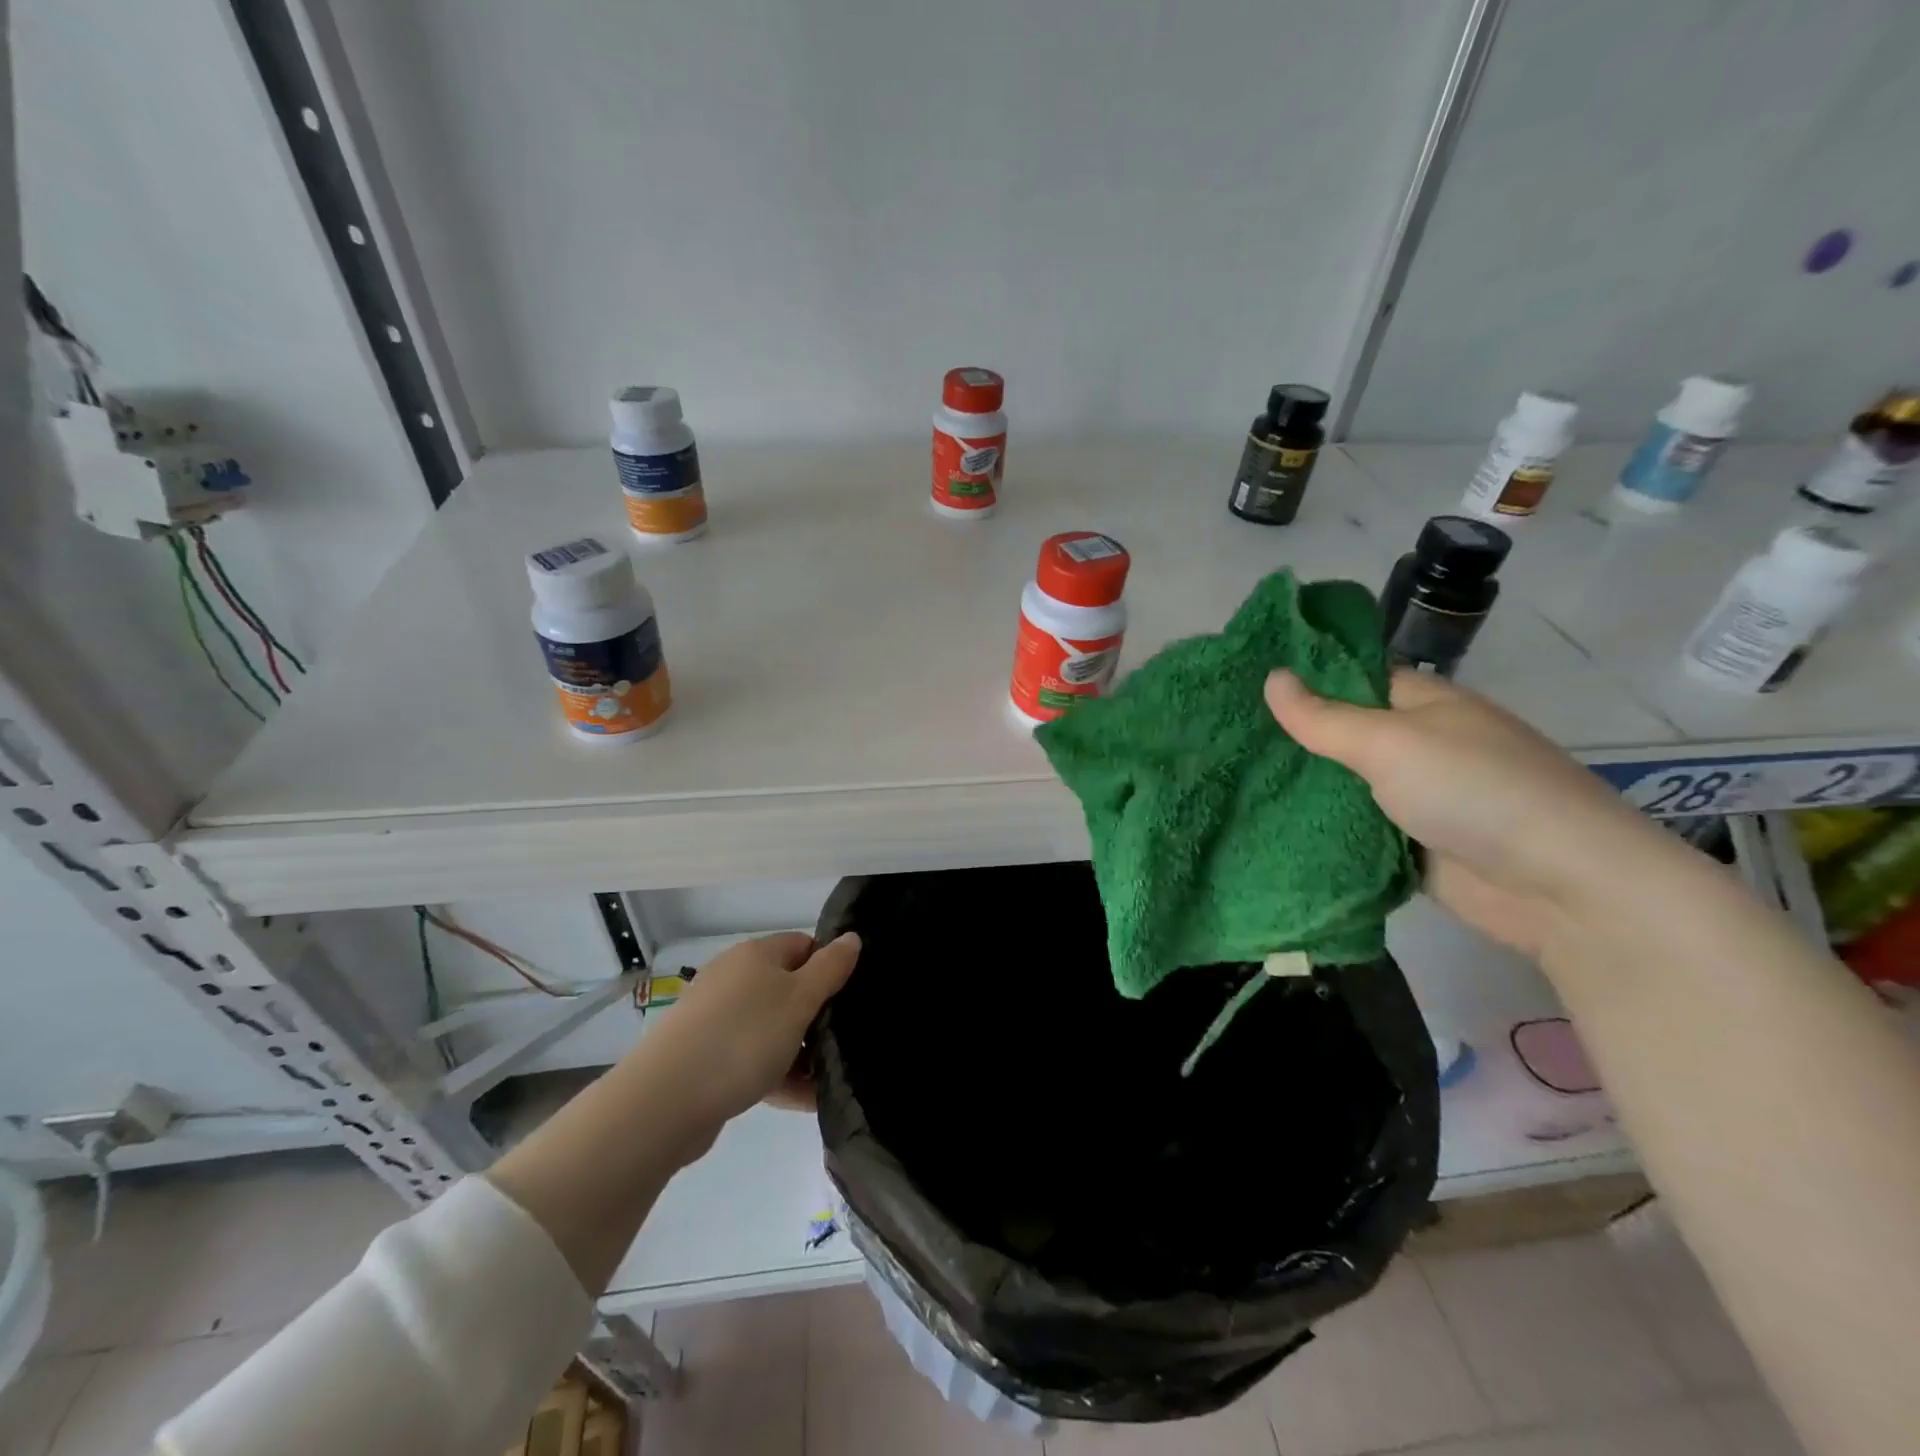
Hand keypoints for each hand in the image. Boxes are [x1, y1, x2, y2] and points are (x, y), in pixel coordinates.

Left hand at [647, 931, 859, 1151]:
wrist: (666, 1100)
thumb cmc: (744, 1038)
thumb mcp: (799, 1000)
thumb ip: (830, 969)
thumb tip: (852, 937)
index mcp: (755, 955)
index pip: (803, 945)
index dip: (830, 965)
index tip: (851, 996)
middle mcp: (733, 978)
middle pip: (787, 988)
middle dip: (816, 1015)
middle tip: (843, 1041)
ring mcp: (716, 1018)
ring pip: (771, 1028)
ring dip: (799, 1051)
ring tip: (828, 1080)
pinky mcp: (705, 1056)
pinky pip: (752, 1058)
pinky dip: (777, 1074)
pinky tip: (803, 1101)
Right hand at [1265, 668, 1669, 957]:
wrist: (1561, 888)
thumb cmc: (1475, 791)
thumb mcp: (1391, 743)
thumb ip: (1325, 717)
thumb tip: (1271, 676)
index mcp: (1424, 705)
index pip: (1353, 679)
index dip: (1303, 679)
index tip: (1241, 685)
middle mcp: (1419, 746)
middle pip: (1343, 735)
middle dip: (1291, 740)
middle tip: (1223, 739)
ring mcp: (1416, 799)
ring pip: (1344, 787)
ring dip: (1301, 789)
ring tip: (1230, 781)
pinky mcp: (1411, 848)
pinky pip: (1355, 832)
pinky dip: (1321, 831)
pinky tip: (1266, 827)